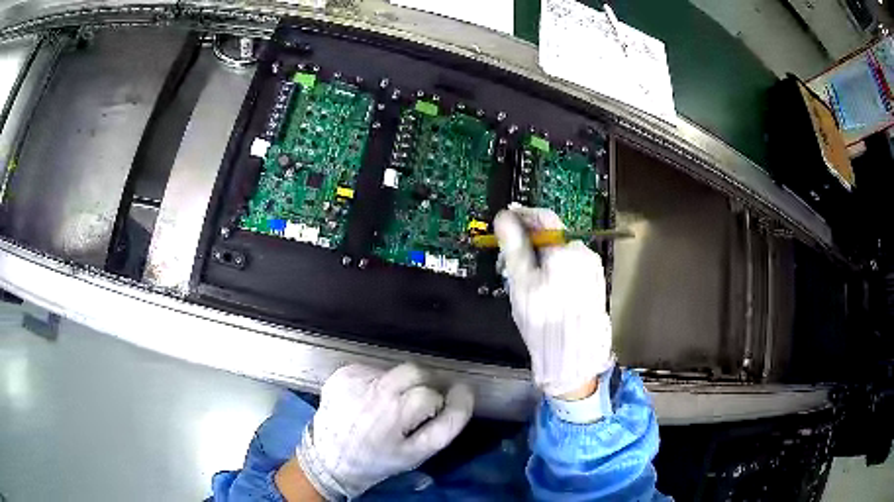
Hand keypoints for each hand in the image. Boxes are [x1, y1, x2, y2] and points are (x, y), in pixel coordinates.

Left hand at [296, 363, 473, 499]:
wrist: (329, 458)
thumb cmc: (378, 459)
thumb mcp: (418, 452)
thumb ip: (448, 423)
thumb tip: (464, 390)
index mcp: (395, 413)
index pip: (433, 394)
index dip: (438, 403)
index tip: (439, 407)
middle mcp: (374, 392)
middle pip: (415, 371)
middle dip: (422, 385)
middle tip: (413, 406)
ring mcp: (355, 379)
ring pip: (394, 369)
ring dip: (399, 384)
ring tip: (387, 406)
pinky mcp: (341, 373)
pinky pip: (372, 369)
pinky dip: (377, 382)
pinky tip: (368, 400)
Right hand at [494, 206, 613, 397]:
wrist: (574, 356)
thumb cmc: (544, 320)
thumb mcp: (522, 283)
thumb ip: (514, 247)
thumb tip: (504, 218)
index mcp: (566, 250)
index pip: (544, 217)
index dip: (523, 215)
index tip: (506, 220)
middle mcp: (584, 254)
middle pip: (553, 236)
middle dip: (530, 242)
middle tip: (510, 259)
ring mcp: (592, 269)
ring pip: (561, 253)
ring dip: (543, 257)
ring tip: (526, 280)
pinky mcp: (595, 283)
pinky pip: (572, 267)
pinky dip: (556, 270)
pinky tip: (546, 289)